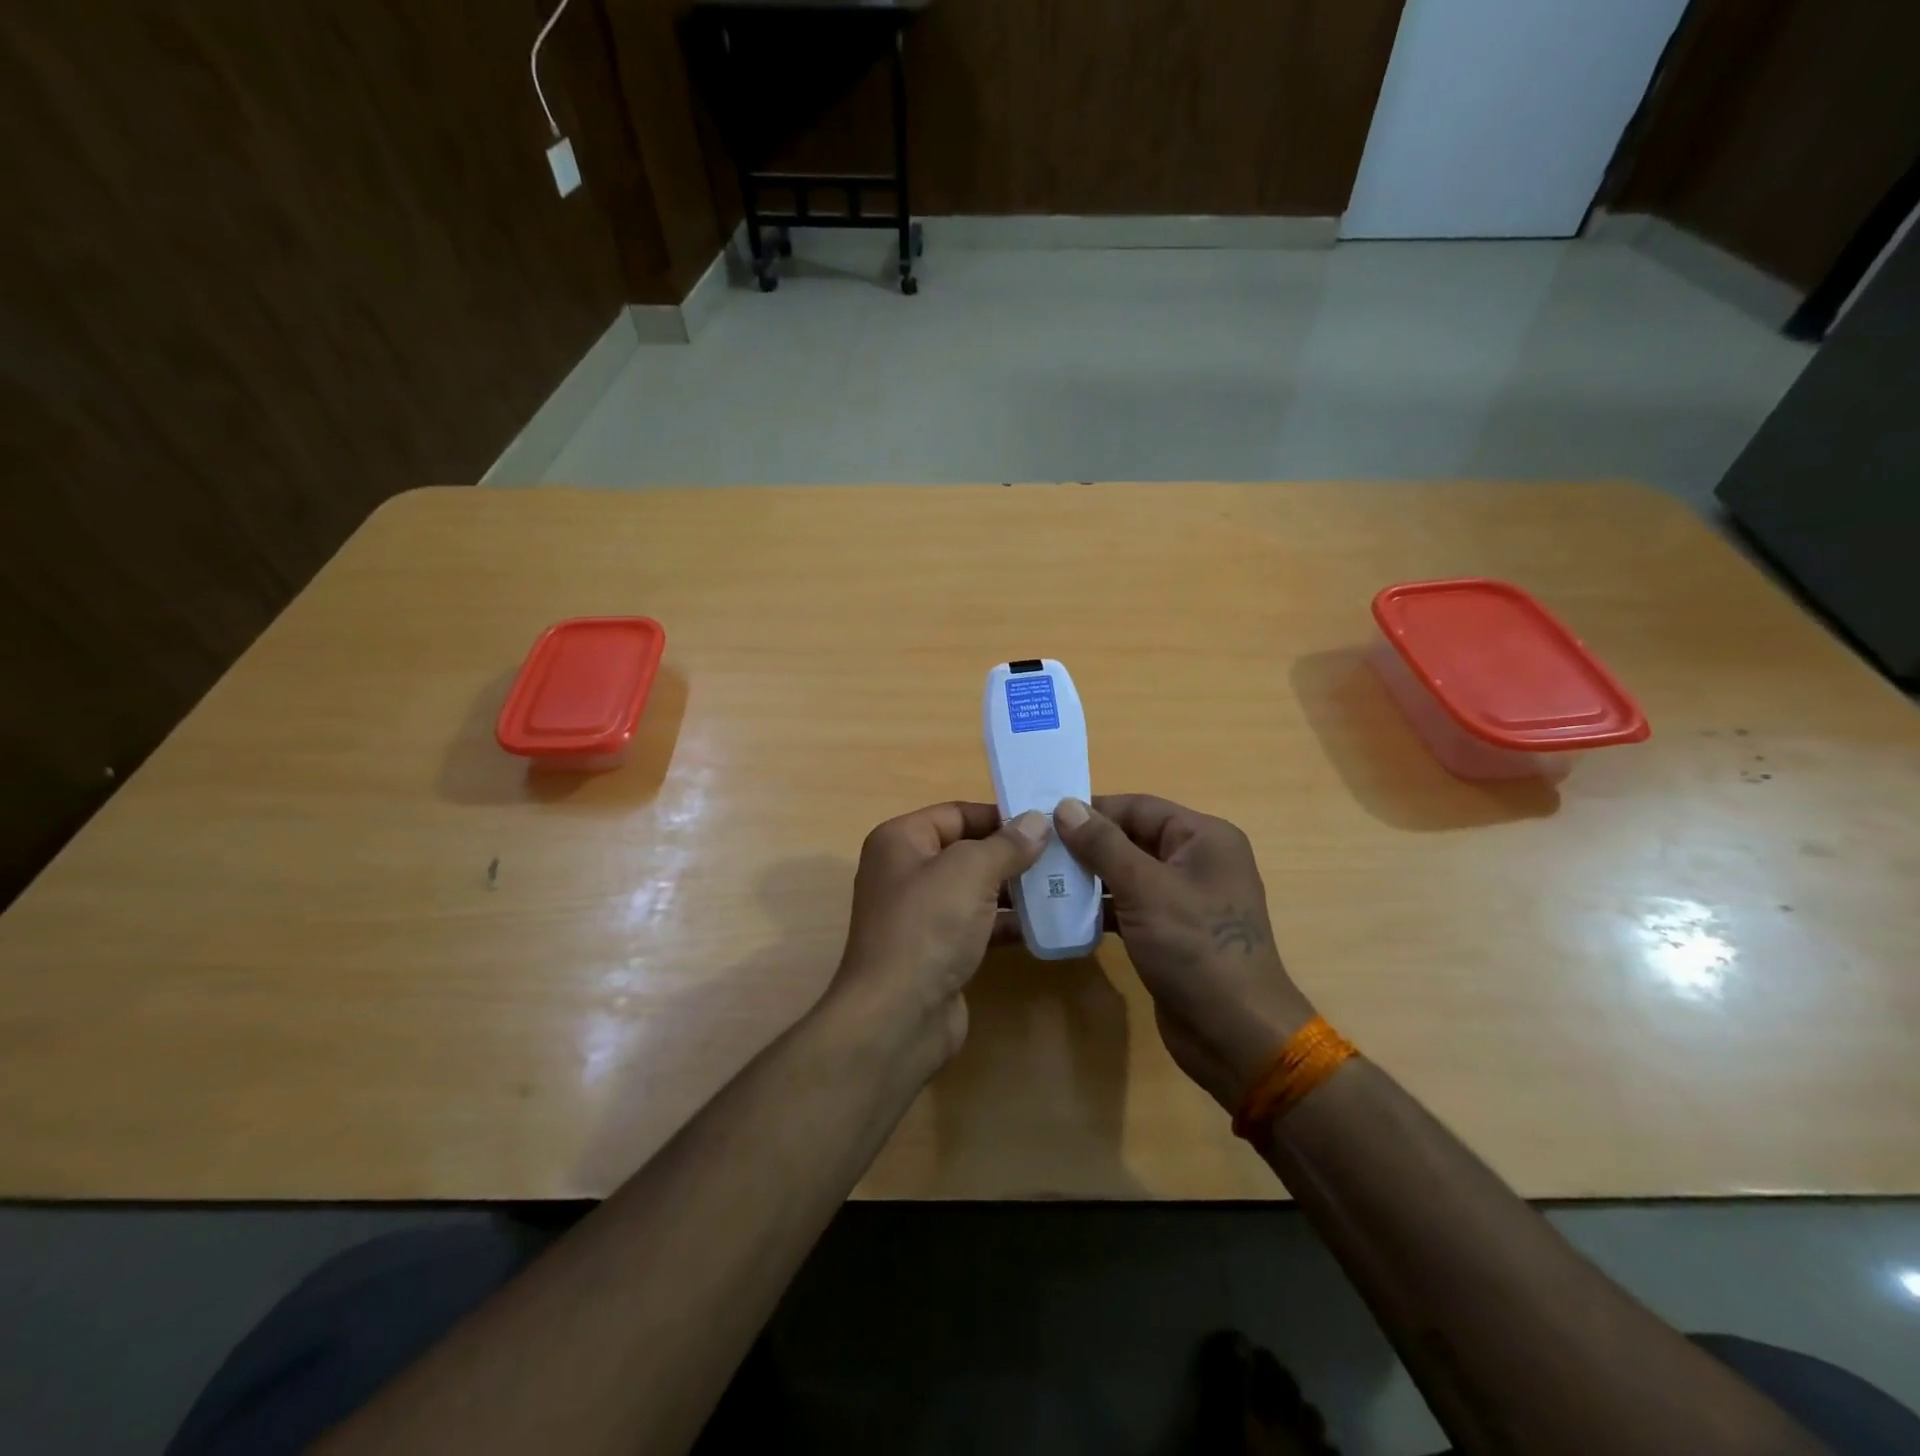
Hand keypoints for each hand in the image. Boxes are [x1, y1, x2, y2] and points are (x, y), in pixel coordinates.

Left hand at [831, 802, 1048, 1066]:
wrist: (898, 1016)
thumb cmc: (928, 926)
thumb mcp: (970, 872)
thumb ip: (1006, 844)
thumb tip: (1037, 820)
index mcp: (900, 841)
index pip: (956, 813)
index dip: (999, 815)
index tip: (1045, 821)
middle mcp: (905, 872)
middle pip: (966, 851)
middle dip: (1011, 852)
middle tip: (1061, 854)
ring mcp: (920, 915)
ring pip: (974, 890)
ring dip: (1014, 888)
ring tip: (1062, 885)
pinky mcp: (937, 950)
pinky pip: (977, 925)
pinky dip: (1006, 923)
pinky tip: (1045, 924)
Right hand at [1053, 795, 1315, 1112]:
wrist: (1235, 1035)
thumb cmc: (1195, 949)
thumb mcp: (1145, 889)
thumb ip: (1104, 845)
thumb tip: (1065, 806)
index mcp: (1204, 838)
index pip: (1139, 807)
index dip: (1093, 810)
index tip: (1044, 817)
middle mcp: (1198, 861)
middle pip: (1133, 838)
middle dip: (1087, 844)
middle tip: (1038, 850)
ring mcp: (1186, 899)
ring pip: (1129, 873)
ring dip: (1090, 877)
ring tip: (1043, 879)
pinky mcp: (1172, 932)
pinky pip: (1132, 906)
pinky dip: (1103, 907)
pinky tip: (1067, 913)